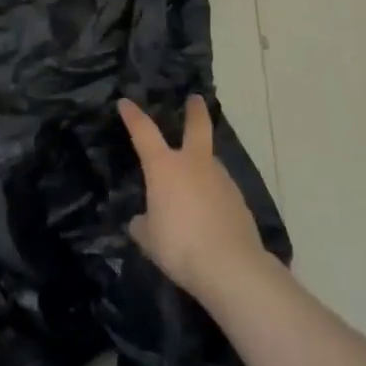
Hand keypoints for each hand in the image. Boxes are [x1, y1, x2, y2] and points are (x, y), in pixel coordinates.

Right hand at [119, 96, 271, 307]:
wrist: (231, 267)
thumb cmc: (180, 245)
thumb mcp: (149, 239)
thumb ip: (143, 225)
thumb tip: (142, 220)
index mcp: (164, 167)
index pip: (143, 131)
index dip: (132, 115)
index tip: (125, 102)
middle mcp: (194, 164)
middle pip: (197, 126)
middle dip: (195, 111)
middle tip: (196, 99)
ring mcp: (221, 179)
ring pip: (210, 163)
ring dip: (203, 166)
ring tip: (194, 187)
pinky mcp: (239, 201)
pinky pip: (221, 190)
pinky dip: (213, 196)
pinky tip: (210, 215)